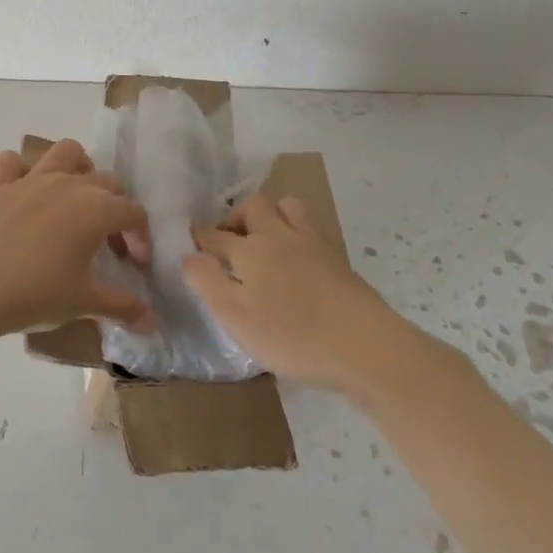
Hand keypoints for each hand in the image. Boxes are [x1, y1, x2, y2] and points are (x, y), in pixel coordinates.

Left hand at [0, 139, 154, 340]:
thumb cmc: (35, 294)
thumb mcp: (84, 303)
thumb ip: (122, 307)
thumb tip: (153, 323)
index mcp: (96, 209)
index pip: (133, 212)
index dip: (140, 236)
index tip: (135, 263)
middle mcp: (68, 184)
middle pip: (107, 181)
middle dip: (116, 206)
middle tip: (107, 242)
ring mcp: (30, 180)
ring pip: (65, 152)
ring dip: (78, 168)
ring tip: (76, 197)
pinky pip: (11, 162)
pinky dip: (20, 170)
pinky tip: (22, 193)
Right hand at [184, 194, 406, 392]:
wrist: (364, 344)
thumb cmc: (291, 335)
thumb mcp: (235, 316)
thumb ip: (207, 282)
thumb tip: (189, 255)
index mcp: (248, 251)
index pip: (214, 235)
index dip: (198, 236)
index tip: (189, 239)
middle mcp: (277, 236)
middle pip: (252, 207)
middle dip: (234, 216)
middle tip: (227, 239)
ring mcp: (311, 243)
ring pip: (287, 207)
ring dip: (270, 214)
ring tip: (263, 237)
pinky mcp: (336, 257)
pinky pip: (310, 226)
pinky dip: (296, 228)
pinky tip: (296, 253)